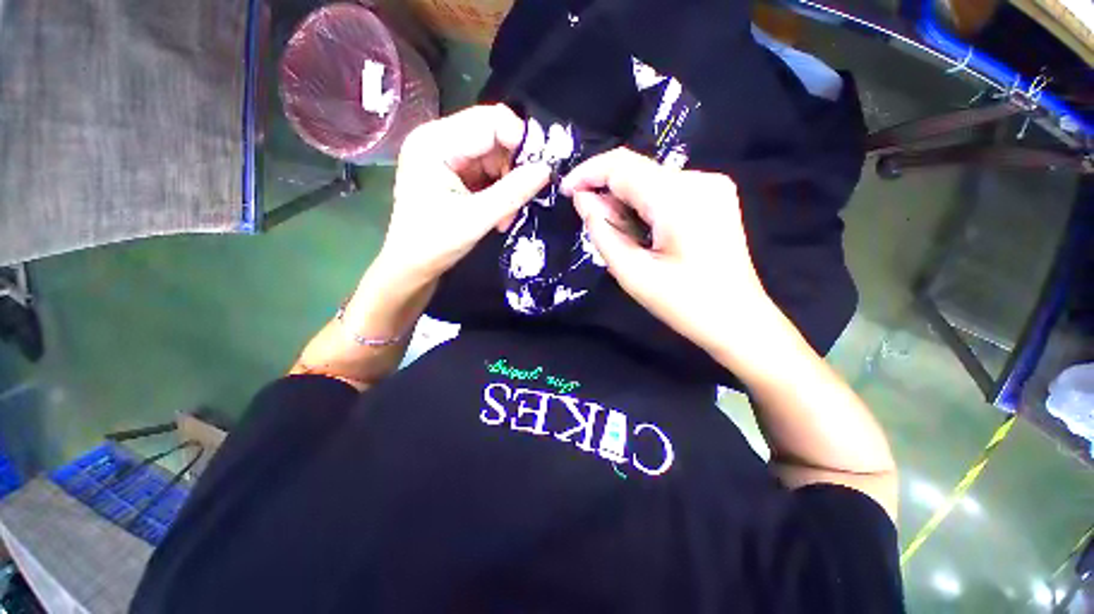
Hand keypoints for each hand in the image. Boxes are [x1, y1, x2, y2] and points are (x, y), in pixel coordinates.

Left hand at [381, 104, 550, 285]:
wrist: (413, 266)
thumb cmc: (435, 243)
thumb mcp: (477, 219)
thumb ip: (512, 193)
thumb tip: (547, 170)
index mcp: (435, 142)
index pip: (489, 121)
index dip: (521, 140)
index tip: (540, 171)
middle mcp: (439, 139)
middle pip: (493, 136)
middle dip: (514, 168)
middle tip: (523, 200)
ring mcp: (446, 155)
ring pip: (495, 156)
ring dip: (508, 185)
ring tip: (506, 217)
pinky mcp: (454, 171)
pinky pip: (488, 171)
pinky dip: (500, 191)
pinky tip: (499, 214)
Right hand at [561, 148, 775, 356]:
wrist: (738, 320)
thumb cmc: (684, 304)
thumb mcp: (632, 273)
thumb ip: (602, 232)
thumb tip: (583, 200)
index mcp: (678, 199)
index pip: (621, 166)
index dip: (588, 173)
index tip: (565, 191)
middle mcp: (699, 179)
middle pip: (637, 169)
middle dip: (605, 189)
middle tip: (591, 221)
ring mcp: (712, 185)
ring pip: (650, 178)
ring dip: (624, 199)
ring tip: (617, 233)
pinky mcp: (715, 195)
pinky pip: (667, 188)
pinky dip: (644, 203)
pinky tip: (641, 229)